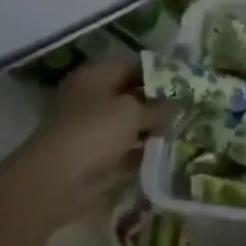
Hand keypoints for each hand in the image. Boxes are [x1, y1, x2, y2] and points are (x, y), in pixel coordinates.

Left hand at [6, 57, 175, 228]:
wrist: (57, 181)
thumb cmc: (94, 131)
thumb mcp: (132, 112)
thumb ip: (159, 107)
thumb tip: (181, 103)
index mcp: (95, 76)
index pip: (131, 65)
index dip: (159, 71)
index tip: (185, 81)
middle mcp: (92, 98)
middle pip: (131, 95)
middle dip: (158, 102)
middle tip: (189, 106)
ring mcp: (92, 129)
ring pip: (129, 123)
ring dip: (152, 128)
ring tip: (184, 128)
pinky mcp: (95, 158)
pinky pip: (125, 149)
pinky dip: (143, 151)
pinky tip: (169, 152)